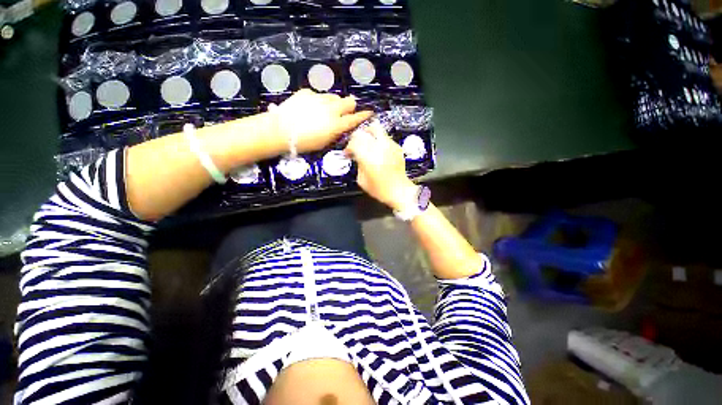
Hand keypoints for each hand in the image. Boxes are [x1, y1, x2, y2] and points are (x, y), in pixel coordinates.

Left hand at [271, 89, 372, 153]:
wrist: (280, 130)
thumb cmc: (304, 143)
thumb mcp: (324, 143)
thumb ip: (336, 133)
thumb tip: (342, 126)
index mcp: (336, 125)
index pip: (355, 118)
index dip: (364, 116)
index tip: (370, 113)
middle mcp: (331, 109)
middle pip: (348, 101)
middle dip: (350, 105)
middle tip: (346, 110)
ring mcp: (319, 99)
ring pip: (334, 97)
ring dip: (335, 103)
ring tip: (326, 110)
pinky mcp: (307, 93)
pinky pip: (319, 95)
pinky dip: (319, 101)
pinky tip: (311, 108)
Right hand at [344, 121, 417, 210]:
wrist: (399, 190)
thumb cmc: (380, 189)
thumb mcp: (362, 180)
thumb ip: (358, 165)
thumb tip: (357, 157)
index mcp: (367, 156)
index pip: (353, 142)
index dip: (348, 147)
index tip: (347, 153)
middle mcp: (378, 147)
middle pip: (363, 132)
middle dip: (356, 137)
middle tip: (355, 144)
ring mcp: (389, 145)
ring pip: (376, 129)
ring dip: (368, 135)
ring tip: (367, 143)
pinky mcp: (397, 147)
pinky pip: (385, 137)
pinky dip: (379, 140)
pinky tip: (378, 150)